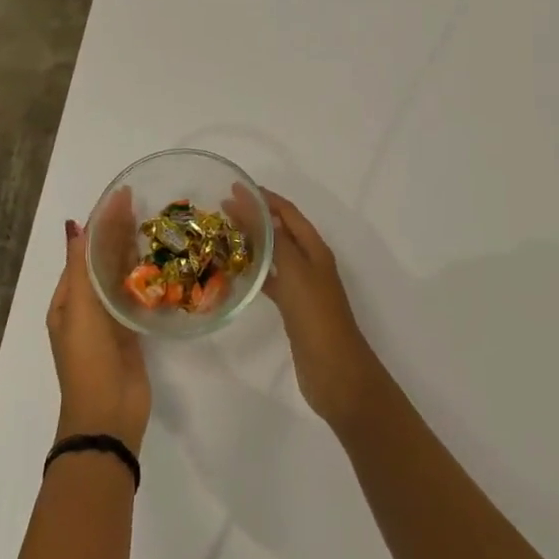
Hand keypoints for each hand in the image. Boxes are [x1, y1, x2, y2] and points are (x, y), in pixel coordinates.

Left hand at [48, 195, 150, 454]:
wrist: (108, 415)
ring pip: (121, 275)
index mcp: (67, 299)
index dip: (102, 221)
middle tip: (145, 201)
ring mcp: (110, 319)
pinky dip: (146, 275)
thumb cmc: (89, 359)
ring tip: (156, 223)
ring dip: (133, 250)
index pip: (85, 249)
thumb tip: (75, 225)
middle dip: (119, 231)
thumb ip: (81, 268)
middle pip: (103, 259)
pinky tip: (163, 260)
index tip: (123, 194)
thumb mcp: (80, 310)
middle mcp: (86, 305)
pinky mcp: (131, 331)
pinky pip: (137, 294)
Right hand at [246, 187, 389, 435]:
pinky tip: (236, 274)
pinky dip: (255, 272)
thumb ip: (274, 239)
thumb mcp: (295, 271)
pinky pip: (271, 281)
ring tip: (223, 236)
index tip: (235, 187)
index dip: (264, 198)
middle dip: (255, 217)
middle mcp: (310, 262)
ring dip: (253, 243)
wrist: (336, 371)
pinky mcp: (293, 310)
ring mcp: (303, 287)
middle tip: (222, 210)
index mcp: (315, 249)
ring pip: (275, 255)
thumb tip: (254, 207)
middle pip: (281, 231)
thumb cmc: (316, 316)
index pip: (287, 212)